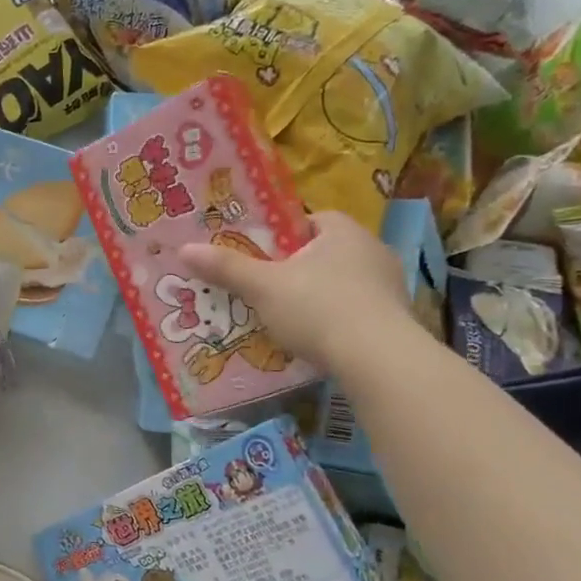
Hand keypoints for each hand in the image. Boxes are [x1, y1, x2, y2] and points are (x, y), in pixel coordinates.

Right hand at [178, 211, 417, 374]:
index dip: (284, 234)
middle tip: (266, 287)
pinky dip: (336, 321)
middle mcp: (372, 250)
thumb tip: (184, 249)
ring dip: (318, 296)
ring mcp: (390, 286)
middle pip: (325, 252)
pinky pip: (357, 311)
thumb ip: (226, 268)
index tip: (262, 255)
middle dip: (298, 268)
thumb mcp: (263, 287)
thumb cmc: (319, 308)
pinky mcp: (396, 319)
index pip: (311, 219)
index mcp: (343, 231)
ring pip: (342, 283)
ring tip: (287, 318)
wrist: (379, 360)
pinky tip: (316, 340)